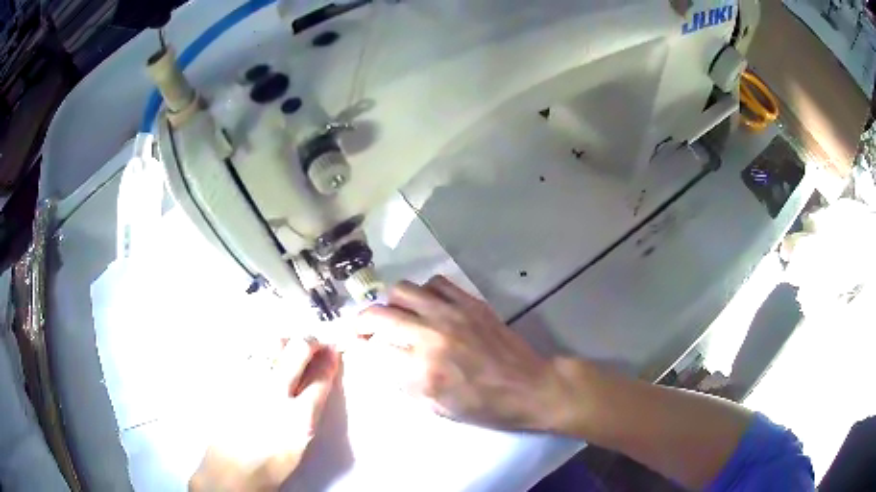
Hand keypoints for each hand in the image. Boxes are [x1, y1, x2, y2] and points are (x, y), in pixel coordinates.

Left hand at [189, 339, 338, 490]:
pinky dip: (263, 348)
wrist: (232, 465)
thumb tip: (318, 382)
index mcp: (299, 416)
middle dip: (311, 342)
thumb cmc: (271, 460)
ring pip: (273, 343)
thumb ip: (311, 408)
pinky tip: (264, 356)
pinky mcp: (231, 377)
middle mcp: (274, 392)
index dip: (329, 361)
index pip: (320, 378)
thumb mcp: (301, 440)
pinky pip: (251, 350)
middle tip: (315, 343)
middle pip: (299, 350)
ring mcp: (249, 381)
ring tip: (289, 346)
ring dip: (287, 341)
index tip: (332, 352)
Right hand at [356, 276, 572, 430]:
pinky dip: (424, 291)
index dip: (360, 347)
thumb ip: (404, 383)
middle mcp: (431, 335)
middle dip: (362, 321)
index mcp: (422, 370)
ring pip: (403, 290)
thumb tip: (382, 360)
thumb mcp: (437, 408)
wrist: (529, 387)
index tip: (358, 347)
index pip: (374, 349)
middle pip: (379, 314)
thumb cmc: (484, 406)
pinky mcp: (470, 302)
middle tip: (363, 328)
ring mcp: (452, 314)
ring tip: (397, 314)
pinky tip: (428, 305)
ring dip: (392, 303)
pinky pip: (435, 283)